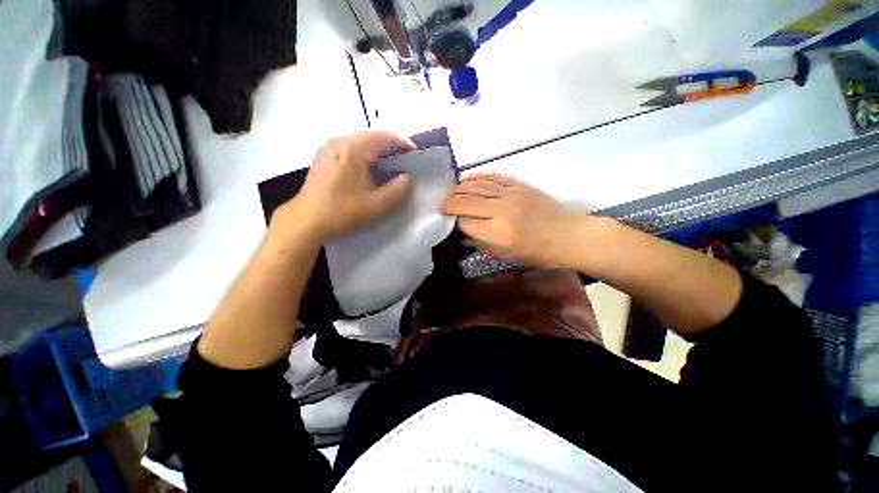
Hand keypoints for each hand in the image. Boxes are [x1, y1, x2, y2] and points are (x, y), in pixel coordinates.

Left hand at [272, 131, 415, 242]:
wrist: (306, 220)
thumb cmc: (342, 211)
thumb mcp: (377, 204)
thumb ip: (397, 190)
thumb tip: (407, 178)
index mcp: (353, 149)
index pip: (384, 137)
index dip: (402, 143)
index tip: (415, 153)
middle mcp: (339, 141)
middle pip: (371, 136)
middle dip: (390, 147)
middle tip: (404, 161)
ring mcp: (328, 147)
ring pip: (360, 141)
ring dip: (377, 151)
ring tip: (389, 165)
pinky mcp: (323, 156)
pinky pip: (349, 148)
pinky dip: (364, 154)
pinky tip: (368, 169)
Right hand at [442, 174, 593, 268]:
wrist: (569, 235)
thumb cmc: (537, 253)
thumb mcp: (506, 256)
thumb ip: (481, 242)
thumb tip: (462, 233)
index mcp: (497, 233)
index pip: (465, 222)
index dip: (453, 221)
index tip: (447, 222)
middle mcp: (500, 210)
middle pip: (466, 201)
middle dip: (449, 202)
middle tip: (441, 204)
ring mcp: (510, 194)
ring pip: (476, 186)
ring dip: (459, 188)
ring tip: (449, 192)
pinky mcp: (518, 185)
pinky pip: (492, 177)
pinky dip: (476, 177)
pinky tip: (466, 180)